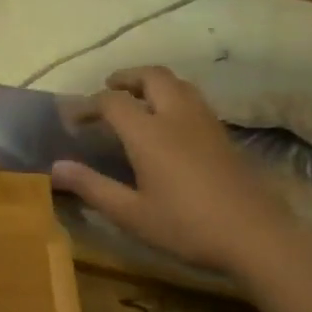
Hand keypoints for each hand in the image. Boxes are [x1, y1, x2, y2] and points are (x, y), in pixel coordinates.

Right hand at [51, 65, 291, 272]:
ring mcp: (205, 122)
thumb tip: (55, 167)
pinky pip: (193, 99)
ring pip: (177, 83)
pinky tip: (169, 122)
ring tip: (137, 99)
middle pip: (151, 77)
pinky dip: (173, 96)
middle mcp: (177, 116)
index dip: (88, 104)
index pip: (112, 102)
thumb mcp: (130, 213)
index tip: (72, 117)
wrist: (255, 235)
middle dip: (126, 77)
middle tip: (108, 89)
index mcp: (149, 132)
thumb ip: (92, 186)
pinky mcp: (223, 134)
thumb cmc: (186, 226)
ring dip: (152, 83)